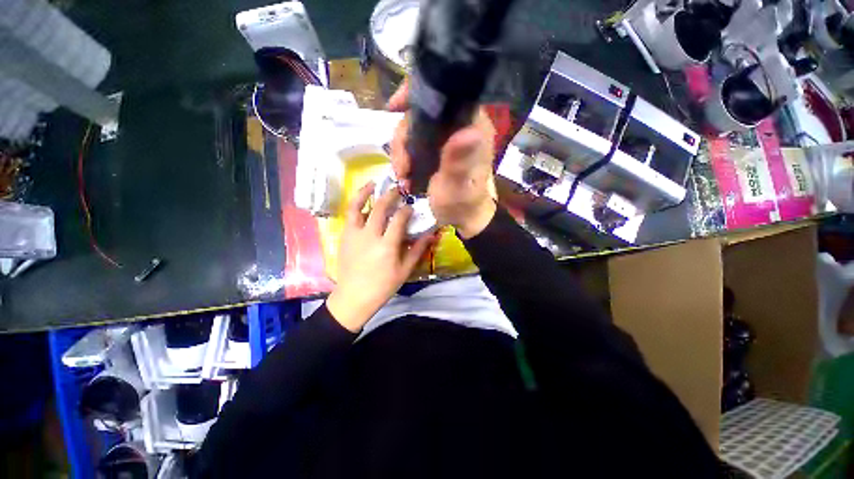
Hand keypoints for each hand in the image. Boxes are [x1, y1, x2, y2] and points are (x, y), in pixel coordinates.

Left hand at [326, 182, 433, 331]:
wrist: (353, 297)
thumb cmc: (382, 286)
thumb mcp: (404, 270)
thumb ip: (417, 250)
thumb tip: (431, 234)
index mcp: (387, 246)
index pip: (399, 220)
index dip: (406, 210)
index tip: (411, 206)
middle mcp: (370, 236)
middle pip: (380, 208)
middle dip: (390, 195)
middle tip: (397, 189)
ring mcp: (354, 235)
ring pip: (358, 207)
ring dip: (366, 192)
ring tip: (373, 183)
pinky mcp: (344, 237)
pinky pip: (350, 216)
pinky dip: (356, 205)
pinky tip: (363, 202)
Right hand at [388, 82, 497, 238]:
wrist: (462, 217)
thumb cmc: (463, 202)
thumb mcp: (459, 185)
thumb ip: (459, 161)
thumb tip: (466, 132)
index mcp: (472, 126)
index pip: (446, 92)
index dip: (417, 92)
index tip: (394, 107)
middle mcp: (457, 126)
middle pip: (420, 113)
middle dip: (403, 138)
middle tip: (402, 167)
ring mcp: (444, 138)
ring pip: (412, 130)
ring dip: (401, 152)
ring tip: (402, 175)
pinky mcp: (434, 150)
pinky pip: (411, 144)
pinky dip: (403, 158)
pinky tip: (404, 175)